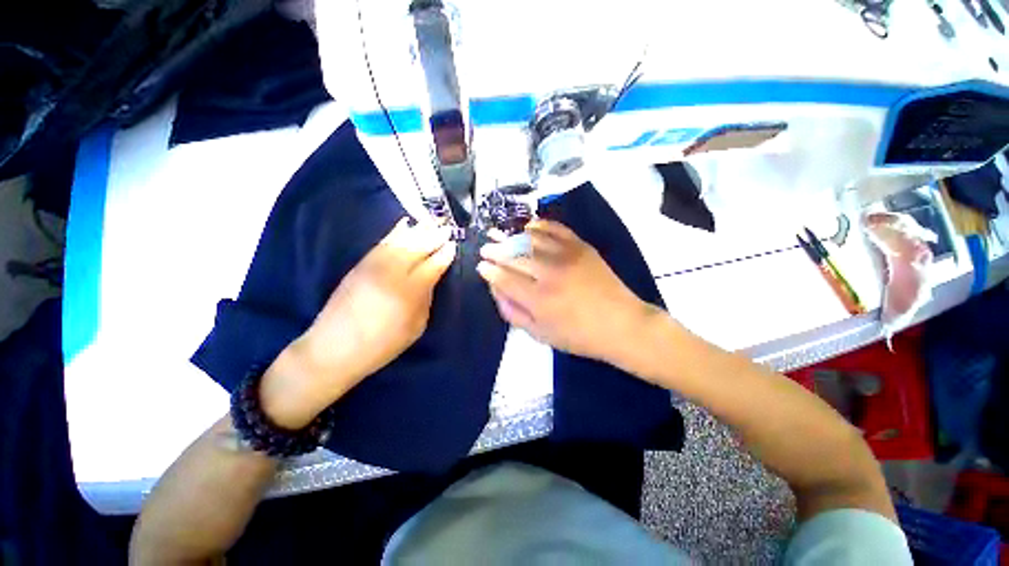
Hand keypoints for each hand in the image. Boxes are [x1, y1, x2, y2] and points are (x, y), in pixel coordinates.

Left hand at [261, 219, 456, 427]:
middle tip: (446, 228)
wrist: (333, 348)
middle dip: (433, 237)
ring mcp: (373, 267)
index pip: (431, 266)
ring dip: (418, 230)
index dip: (444, 255)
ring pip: (400, 242)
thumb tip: (431, 279)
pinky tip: (404, 224)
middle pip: (417, 248)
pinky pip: (382, 243)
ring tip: (430, 222)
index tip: (453, 246)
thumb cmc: (381, 345)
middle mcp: (391, 273)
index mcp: (408, 292)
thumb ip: (425, 300)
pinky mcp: (360, 265)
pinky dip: (394, 232)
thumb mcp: (415, 328)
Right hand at [476, 219, 656, 362]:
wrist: (621, 324)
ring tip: (500, 234)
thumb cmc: (578, 335)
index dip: (490, 271)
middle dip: (495, 250)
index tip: (481, 265)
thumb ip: (513, 313)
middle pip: (515, 256)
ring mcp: (567, 256)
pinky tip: (528, 227)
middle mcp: (550, 273)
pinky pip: (556, 229)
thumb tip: (496, 290)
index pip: (505, 279)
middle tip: (485, 247)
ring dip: (512, 236)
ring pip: (531, 240)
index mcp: (539, 300)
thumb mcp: (540, 335)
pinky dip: (539, 226)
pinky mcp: (581, 247)